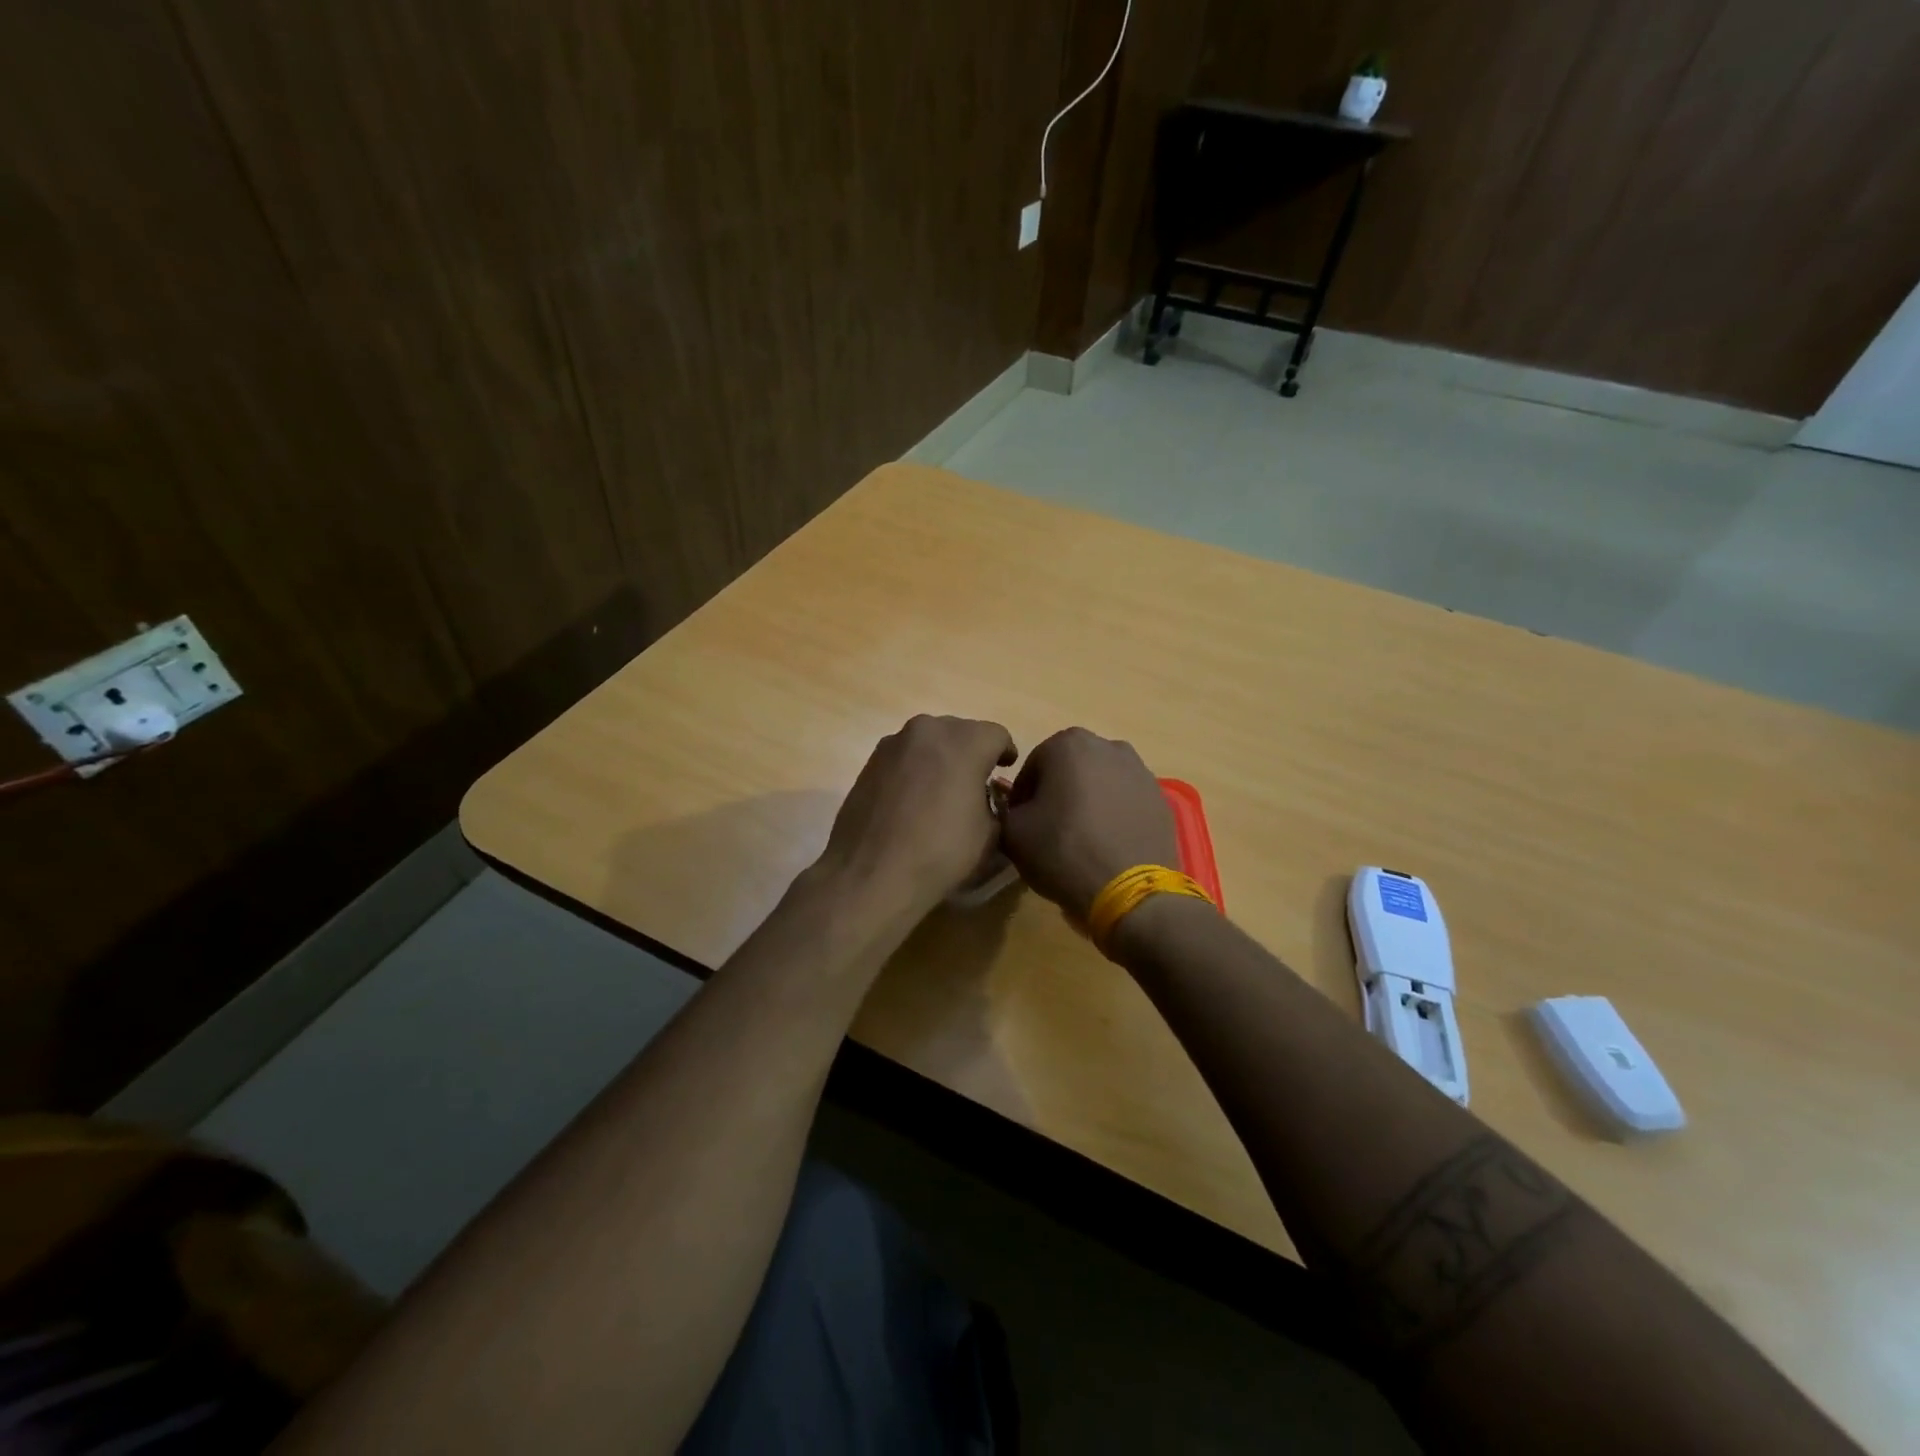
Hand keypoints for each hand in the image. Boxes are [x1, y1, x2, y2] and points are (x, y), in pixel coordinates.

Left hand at [815, 715, 1017, 918]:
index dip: (1006, 753)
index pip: (997, 735)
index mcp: (965, 742)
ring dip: (940, 758)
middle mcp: (929, 730)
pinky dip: (914, 769)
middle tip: (976, 781)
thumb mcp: (990, 834)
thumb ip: (994, 803)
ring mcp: (894, 743)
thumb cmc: (941, 852)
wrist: (872, 873)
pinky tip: (912, 800)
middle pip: (961, 731)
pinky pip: (904, 757)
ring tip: (942, 790)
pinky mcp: (870, 761)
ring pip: (929, 741)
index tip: (1006, 770)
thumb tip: (983, 797)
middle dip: (971, 752)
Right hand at [1001, 727, 1179, 916]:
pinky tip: (1107, 845)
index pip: (1031, 768)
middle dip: (1057, 794)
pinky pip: (1125, 801)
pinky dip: (1113, 815)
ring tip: (1081, 840)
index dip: (1021, 799)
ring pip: (1099, 783)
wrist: (1130, 892)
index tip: (1021, 826)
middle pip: (1068, 770)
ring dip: (1087, 802)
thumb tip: (1013, 809)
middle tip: (1049, 832)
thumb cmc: (1064, 852)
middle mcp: (1108, 746)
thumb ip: (1004, 810)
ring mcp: (1141, 771)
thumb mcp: (1013, 833)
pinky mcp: (1161, 798)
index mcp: (1068, 743)